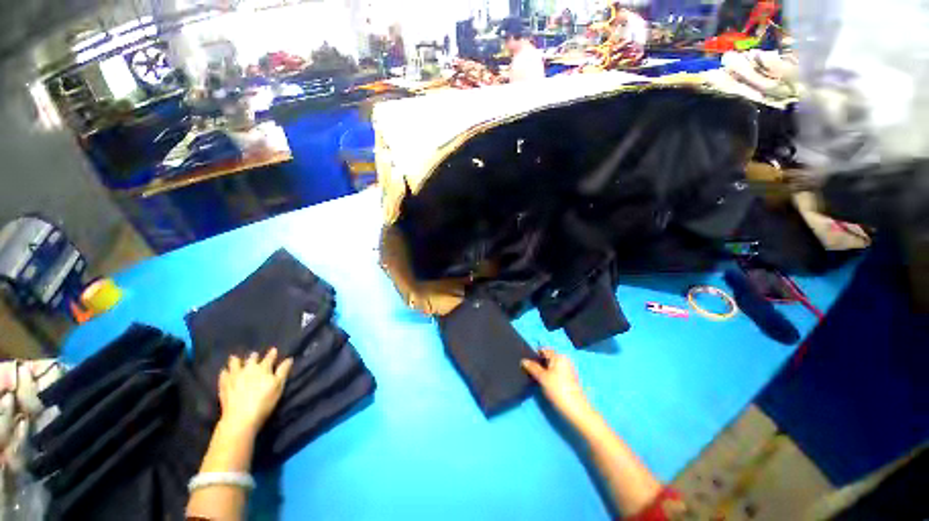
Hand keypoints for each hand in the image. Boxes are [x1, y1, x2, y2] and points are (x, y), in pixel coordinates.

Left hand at [218, 348, 292, 435]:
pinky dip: (225, 372)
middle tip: (254, 355)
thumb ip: (283, 371)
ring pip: (235, 364)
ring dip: (236, 360)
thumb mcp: (278, 386)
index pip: (269, 358)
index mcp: (263, 368)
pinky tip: (224, 371)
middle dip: (254, 356)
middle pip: (251, 359)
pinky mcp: (224, 385)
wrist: (241, 417)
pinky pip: (223, 374)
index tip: (273, 349)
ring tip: (235, 358)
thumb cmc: (264, 401)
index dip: (272, 353)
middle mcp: (248, 369)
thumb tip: (289, 359)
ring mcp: (234, 376)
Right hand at [522, 349, 592, 420]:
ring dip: (542, 370)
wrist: (576, 410)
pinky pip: (555, 373)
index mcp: (559, 356)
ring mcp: (567, 370)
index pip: (543, 349)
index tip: (525, 362)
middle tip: (527, 370)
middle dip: (538, 363)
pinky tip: (543, 383)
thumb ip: (532, 367)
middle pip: (547, 358)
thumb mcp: (542, 377)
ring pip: (550, 366)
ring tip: (534, 377)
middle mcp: (564, 360)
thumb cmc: (558, 389)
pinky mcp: (568, 380)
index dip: (534, 354)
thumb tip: (523, 360)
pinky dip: (548, 376)